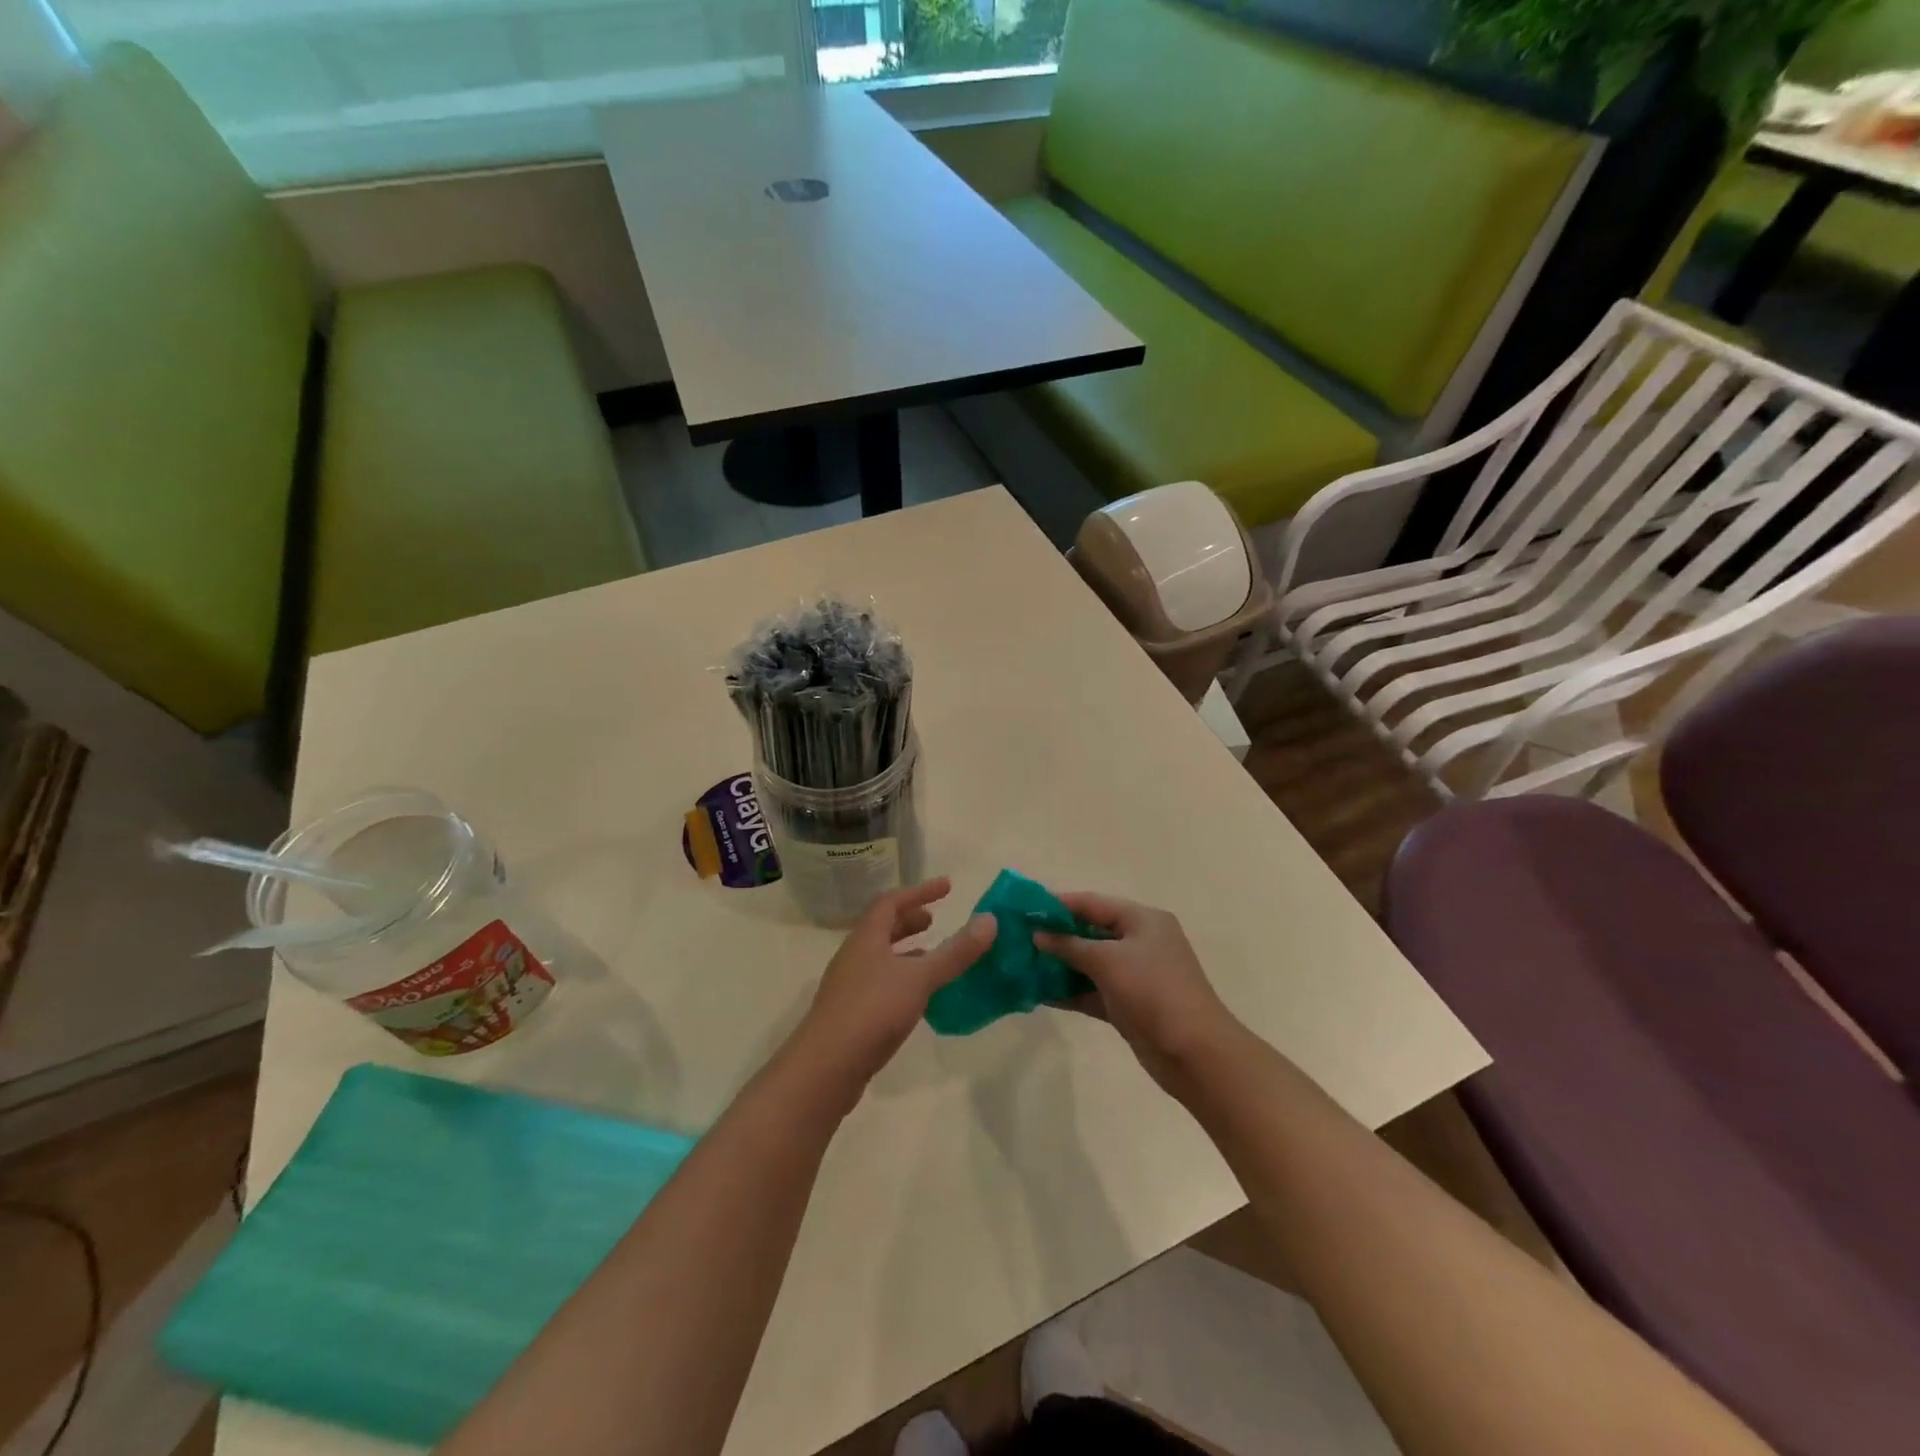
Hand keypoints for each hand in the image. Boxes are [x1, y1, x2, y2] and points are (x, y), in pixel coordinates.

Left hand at [787, 878, 995, 1102]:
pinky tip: (918, 998)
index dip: (919, 891)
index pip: (891, 902)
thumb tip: (990, 920)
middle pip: (882, 928)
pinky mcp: (850, 1014)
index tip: (947, 887)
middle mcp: (854, 956)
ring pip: (880, 957)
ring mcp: (849, 986)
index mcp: (866, 938)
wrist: (825, 1068)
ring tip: (933, 957)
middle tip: (935, 920)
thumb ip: (955, 952)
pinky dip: (902, 979)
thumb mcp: (919, 978)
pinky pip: (880, 984)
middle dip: (909, 920)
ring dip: (906, 951)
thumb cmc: (872, 1010)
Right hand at [1035, 893, 1242, 1093]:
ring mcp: (1134, 975)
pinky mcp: (1127, 1004)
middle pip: (1089, 931)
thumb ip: (1069, 945)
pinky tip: (1038, 993)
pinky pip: (1092, 990)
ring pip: (1088, 962)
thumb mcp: (1108, 961)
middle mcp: (1139, 942)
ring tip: (1021, 964)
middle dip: (1055, 935)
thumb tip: (1037, 934)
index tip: (1023, 908)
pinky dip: (1069, 990)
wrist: (1194, 1053)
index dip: (1058, 904)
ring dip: (1058, 964)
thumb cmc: (1153, 992)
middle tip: (1018, 938)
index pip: (1093, 903)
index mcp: (1142, 920)